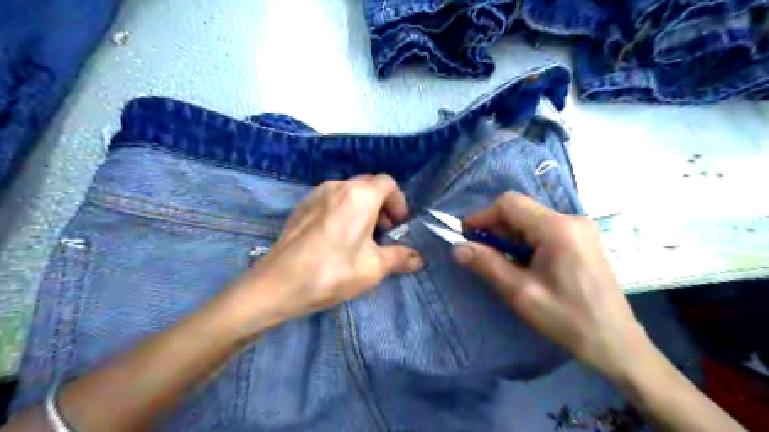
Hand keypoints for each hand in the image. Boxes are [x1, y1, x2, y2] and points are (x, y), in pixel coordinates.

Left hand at [226, 174, 422, 332]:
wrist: (278, 283)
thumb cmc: (333, 272)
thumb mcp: (373, 268)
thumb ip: (400, 258)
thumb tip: (419, 259)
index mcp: (360, 195)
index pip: (389, 184)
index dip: (399, 203)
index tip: (399, 227)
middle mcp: (338, 186)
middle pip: (369, 185)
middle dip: (383, 205)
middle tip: (384, 233)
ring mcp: (317, 193)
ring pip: (350, 191)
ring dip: (363, 208)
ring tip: (362, 236)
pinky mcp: (302, 205)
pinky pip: (331, 199)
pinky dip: (344, 210)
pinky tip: (338, 237)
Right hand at [452, 192, 653, 377]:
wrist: (615, 343)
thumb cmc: (567, 318)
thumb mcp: (520, 292)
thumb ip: (487, 264)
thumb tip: (456, 248)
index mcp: (557, 228)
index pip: (510, 203)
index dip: (483, 216)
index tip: (466, 236)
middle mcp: (571, 219)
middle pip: (521, 210)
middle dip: (496, 228)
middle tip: (481, 254)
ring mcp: (580, 228)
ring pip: (531, 219)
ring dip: (510, 236)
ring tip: (502, 263)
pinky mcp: (582, 239)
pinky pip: (544, 229)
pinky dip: (526, 241)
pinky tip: (524, 264)